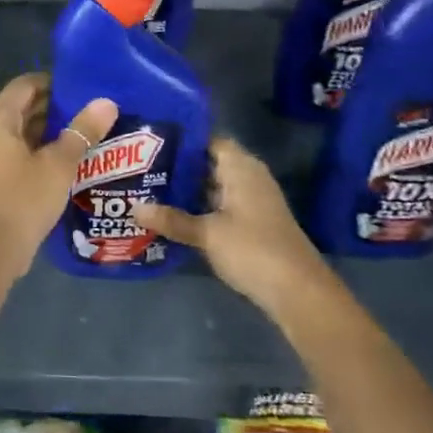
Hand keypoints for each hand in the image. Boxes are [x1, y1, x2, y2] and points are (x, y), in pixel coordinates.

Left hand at [0, 74, 117, 280]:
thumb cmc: (23, 199)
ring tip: (86, 133)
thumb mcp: (59, 164)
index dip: (56, 82)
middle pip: (23, 106)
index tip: (85, 88)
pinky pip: (16, 150)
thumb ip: (83, 131)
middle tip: (92, 111)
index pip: (27, 84)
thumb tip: (107, 102)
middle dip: (56, 107)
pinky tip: (67, 159)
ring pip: (20, 131)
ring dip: (49, 131)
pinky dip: (39, 150)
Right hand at [134, 137, 326, 314]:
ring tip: (146, 189)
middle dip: (176, 166)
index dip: (180, 139)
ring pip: (211, 187)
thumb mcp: (207, 233)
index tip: (149, 141)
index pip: (207, 140)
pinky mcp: (251, 224)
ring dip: (185, 190)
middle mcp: (248, 178)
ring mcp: (251, 202)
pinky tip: (170, 216)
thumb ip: (172, 219)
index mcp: (241, 167)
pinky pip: (218, 206)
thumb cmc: (253, 250)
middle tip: (138, 167)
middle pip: (207, 163)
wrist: (299, 293)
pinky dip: (197, 208)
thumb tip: (133, 208)